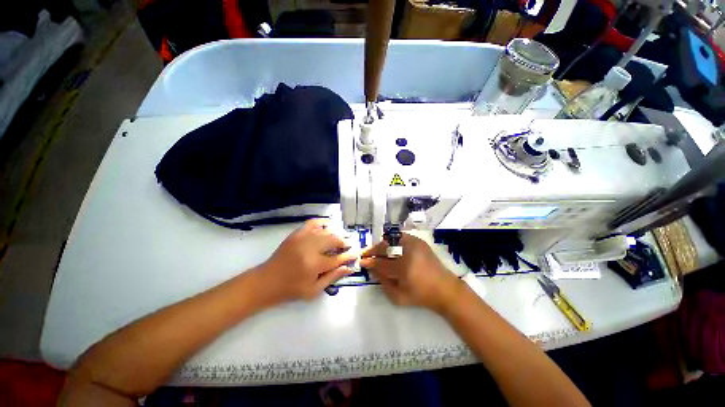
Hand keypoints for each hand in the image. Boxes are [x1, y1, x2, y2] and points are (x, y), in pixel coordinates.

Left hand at [254, 219, 356, 303]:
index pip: (339, 257)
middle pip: (334, 239)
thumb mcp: (314, 290)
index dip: (350, 255)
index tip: (357, 253)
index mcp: (315, 265)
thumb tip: (350, 267)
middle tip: (349, 245)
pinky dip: (323, 222)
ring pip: (326, 230)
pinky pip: (313, 222)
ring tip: (341, 237)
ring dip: (337, 233)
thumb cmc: (291, 289)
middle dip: (345, 242)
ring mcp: (303, 238)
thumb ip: (333, 277)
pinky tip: (329, 225)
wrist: (267, 280)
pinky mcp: (296, 233)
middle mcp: (310, 248)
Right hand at [360, 233, 463, 313]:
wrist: (445, 289)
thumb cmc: (421, 296)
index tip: (362, 261)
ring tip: (377, 251)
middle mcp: (408, 252)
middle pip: (385, 247)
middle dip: (373, 250)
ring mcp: (414, 244)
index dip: (370, 262)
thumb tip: (372, 270)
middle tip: (366, 254)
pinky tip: (389, 247)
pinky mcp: (419, 241)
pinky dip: (392, 240)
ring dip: (382, 245)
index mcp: (403, 268)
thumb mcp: (399, 296)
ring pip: (391, 239)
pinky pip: (400, 236)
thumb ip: (383, 282)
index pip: (381, 263)